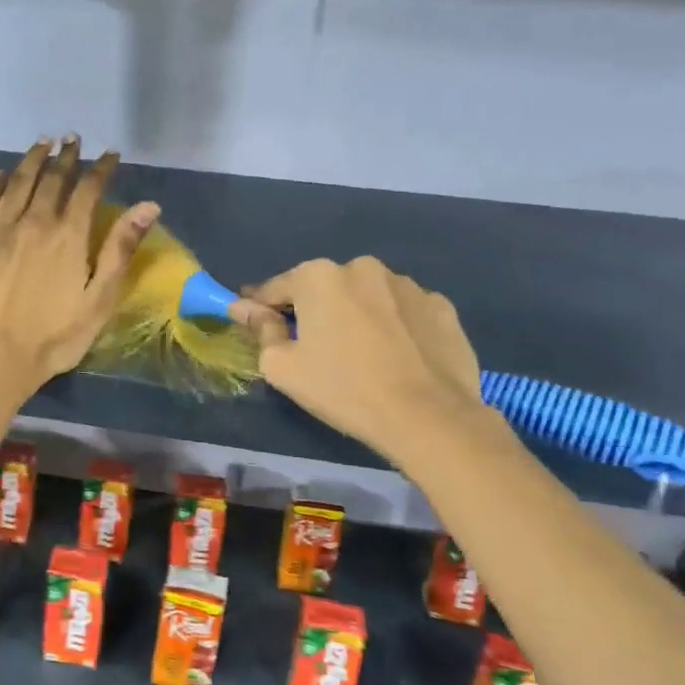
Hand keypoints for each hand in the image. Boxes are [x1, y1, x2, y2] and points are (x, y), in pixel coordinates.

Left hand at [0, 137, 157, 395]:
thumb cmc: (56, 335)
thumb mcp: (100, 298)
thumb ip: (120, 249)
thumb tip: (148, 206)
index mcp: (68, 236)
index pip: (88, 189)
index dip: (100, 168)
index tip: (109, 154)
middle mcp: (34, 222)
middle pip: (52, 179)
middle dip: (66, 156)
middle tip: (72, 139)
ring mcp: (0, 229)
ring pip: (17, 182)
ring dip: (32, 160)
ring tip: (42, 143)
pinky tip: (0, 174)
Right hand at [231, 257, 484, 466]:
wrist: (428, 417)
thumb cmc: (343, 388)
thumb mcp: (282, 367)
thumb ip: (260, 329)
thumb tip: (243, 307)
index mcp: (318, 276)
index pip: (276, 288)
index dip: (261, 307)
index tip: (254, 322)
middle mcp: (362, 267)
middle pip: (325, 289)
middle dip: (315, 310)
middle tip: (315, 348)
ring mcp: (407, 284)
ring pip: (367, 297)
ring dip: (358, 315)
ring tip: (362, 355)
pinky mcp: (441, 306)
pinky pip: (404, 311)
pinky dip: (395, 326)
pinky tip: (398, 357)